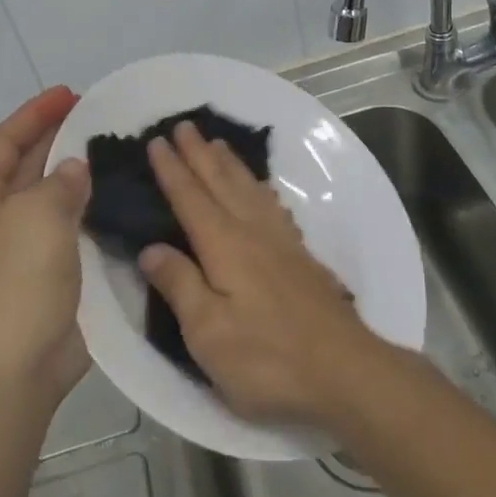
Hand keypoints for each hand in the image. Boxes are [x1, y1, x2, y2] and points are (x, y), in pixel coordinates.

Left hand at [0, 87, 91, 407]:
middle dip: (58, 139)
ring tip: (115, 152)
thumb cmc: (16, 282)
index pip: (5, 141)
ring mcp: (22, 249)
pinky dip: (90, 210)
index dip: (35, 114)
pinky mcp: (48, 275)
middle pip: (27, 165)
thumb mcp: (37, 216)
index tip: (70, 93)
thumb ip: (61, 182)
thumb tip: (75, 169)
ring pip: (52, 198)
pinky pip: (70, 229)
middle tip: (99, 117)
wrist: (14, 369)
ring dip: (78, 175)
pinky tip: (118, 199)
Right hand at [138, 121, 384, 428]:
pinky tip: (260, 191)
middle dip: (199, 153)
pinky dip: (259, 188)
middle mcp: (252, 232)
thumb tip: (150, 248)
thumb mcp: (208, 333)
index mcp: (224, 245)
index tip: (156, 141)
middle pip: (221, 182)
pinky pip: (273, 205)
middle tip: (184, 125)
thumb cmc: (267, 358)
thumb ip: (180, 285)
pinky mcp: (301, 257)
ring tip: (218, 144)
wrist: (344, 371)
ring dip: (229, 164)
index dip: (171, 170)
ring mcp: (281, 242)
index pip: (190, 198)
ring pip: (249, 189)